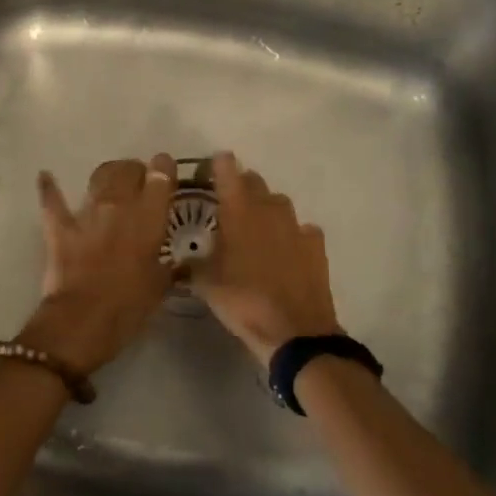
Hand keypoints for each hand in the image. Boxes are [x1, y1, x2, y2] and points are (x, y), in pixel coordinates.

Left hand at [16, 154, 178, 375]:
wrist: (82, 321)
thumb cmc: (129, 306)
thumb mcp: (160, 286)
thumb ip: (167, 266)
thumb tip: (174, 262)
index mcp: (149, 218)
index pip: (161, 177)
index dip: (164, 169)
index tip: (165, 171)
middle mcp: (119, 205)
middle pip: (128, 170)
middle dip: (136, 170)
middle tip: (139, 181)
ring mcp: (87, 214)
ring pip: (99, 176)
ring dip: (107, 175)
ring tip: (111, 182)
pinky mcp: (60, 227)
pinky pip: (52, 200)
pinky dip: (49, 187)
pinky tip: (45, 176)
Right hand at [199, 152, 340, 365]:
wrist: (294, 331)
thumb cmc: (243, 301)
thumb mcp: (206, 285)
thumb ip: (192, 266)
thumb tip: (179, 263)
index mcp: (238, 211)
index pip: (227, 170)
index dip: (218, 165)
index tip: (211, 166)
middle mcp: (268, 208)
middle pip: (254, 181)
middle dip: (242, 186)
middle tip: (229, 203)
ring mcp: (296, 225)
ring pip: (279, 202)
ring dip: (267, 208)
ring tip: (256, 227)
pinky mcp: (316, 245)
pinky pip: (302, 229)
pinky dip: (293, 234)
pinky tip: (286, 250)